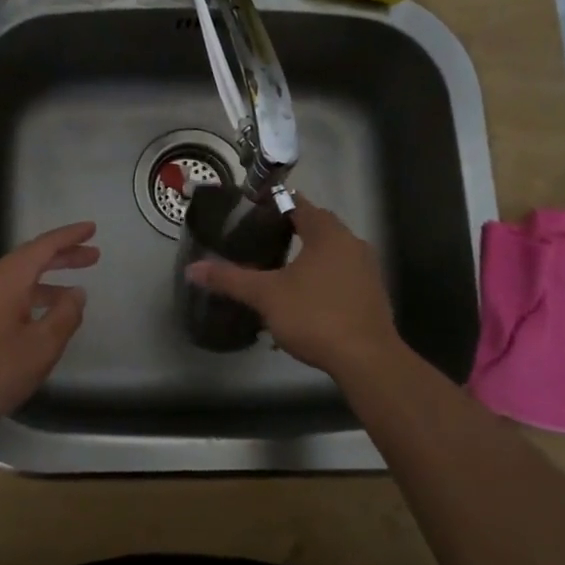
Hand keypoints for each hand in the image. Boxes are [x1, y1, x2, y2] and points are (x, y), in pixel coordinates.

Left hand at [0, 221, 98, 435]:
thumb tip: (77, 293)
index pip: (43, 247)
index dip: (69, 236)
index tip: (92, 228)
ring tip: (74, 293)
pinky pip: (7, 297)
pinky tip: (40, 320)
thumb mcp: (39, 348)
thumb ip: (64, 318)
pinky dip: (31, 298)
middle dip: (62, 256)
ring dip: (47, 281)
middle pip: (29, 259)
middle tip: (93, 257)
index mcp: (7, 280)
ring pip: (18, 280)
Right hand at [185, 197, 398, 376]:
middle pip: (318, 227)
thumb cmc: (315, 316)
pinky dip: (324, 278)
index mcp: (327, 234)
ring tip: (280, 271)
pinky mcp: (373, 294)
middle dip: (292, 231)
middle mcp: (352, 243)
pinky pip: (343, 275)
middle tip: (261, 241)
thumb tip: (191, 269)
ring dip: (309, 257)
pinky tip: (306, 299)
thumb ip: (230, 279)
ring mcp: (367, 269)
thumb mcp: (266, 296)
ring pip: (332, 252)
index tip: (253, 214)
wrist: (366, 359)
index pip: (299, 205)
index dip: (275, 206)